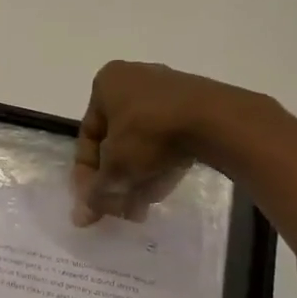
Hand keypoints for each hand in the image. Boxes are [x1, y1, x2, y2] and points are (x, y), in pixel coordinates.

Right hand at [71, 59, 296, 246]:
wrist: (217, 121)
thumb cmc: (150, 134)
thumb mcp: (115, 168)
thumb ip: (95, 193)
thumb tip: (80, 218)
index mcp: (107, 83)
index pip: (88, 136)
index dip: (87, 175)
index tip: (92, 203)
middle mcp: (134, 79)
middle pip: (116, 140)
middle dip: (116, 179)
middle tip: (119, 209)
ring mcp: (168, 89)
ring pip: (143, 142)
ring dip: (137, 176)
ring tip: (141, 207)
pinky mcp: (196, 103)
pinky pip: (168, 137)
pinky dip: (160, 162)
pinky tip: (162, 188)